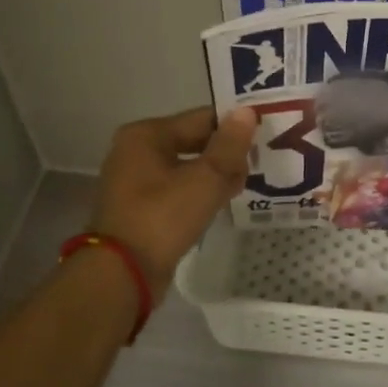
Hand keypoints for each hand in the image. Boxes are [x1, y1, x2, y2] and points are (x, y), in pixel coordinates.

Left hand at [91, 106, 258, 288]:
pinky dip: (200, 192)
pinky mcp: (141, 208)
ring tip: (245, 185)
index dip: (234, 126)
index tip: (264, 136)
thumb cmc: (163, 217)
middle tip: (261, 163)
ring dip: (216, 174)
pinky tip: (222, 202)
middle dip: (226, 153)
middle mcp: (136, 151)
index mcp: (146, 135)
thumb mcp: (206, 178)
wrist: (123, 274)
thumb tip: (247, 112)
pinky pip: (178, 189)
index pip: (201, 118)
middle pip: (194, 142)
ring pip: (188, 167)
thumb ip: (229, 145)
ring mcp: (135, 181)